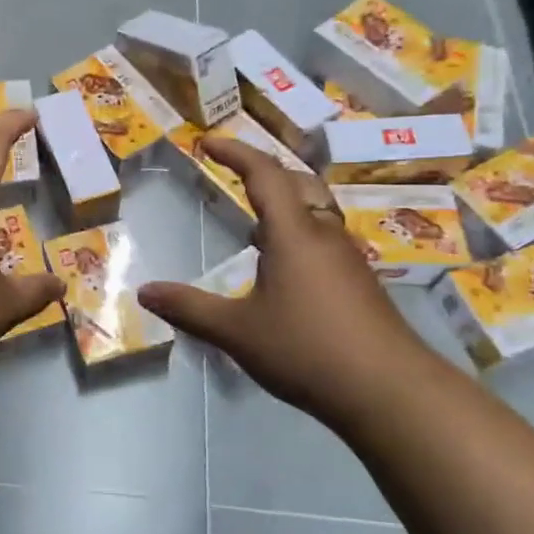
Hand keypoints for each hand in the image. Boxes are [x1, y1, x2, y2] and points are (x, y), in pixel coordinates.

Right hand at [136, 137, 433, 428]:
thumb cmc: (306, 349)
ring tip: (253, 225)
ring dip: (284, 204)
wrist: (389, 391)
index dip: (235, 152)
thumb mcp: (236, 331)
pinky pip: (323, 240)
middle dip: (264, 171)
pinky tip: (282, 270)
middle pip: (298, 183)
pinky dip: (297, 235)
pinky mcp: (359, 284)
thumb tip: (145, 292)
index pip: (264, 174)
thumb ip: (189, 308)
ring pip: (315, 213)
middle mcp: (324, 235)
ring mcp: (347, 259)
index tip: (207, 141)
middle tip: (235, 173)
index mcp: (293, 234)